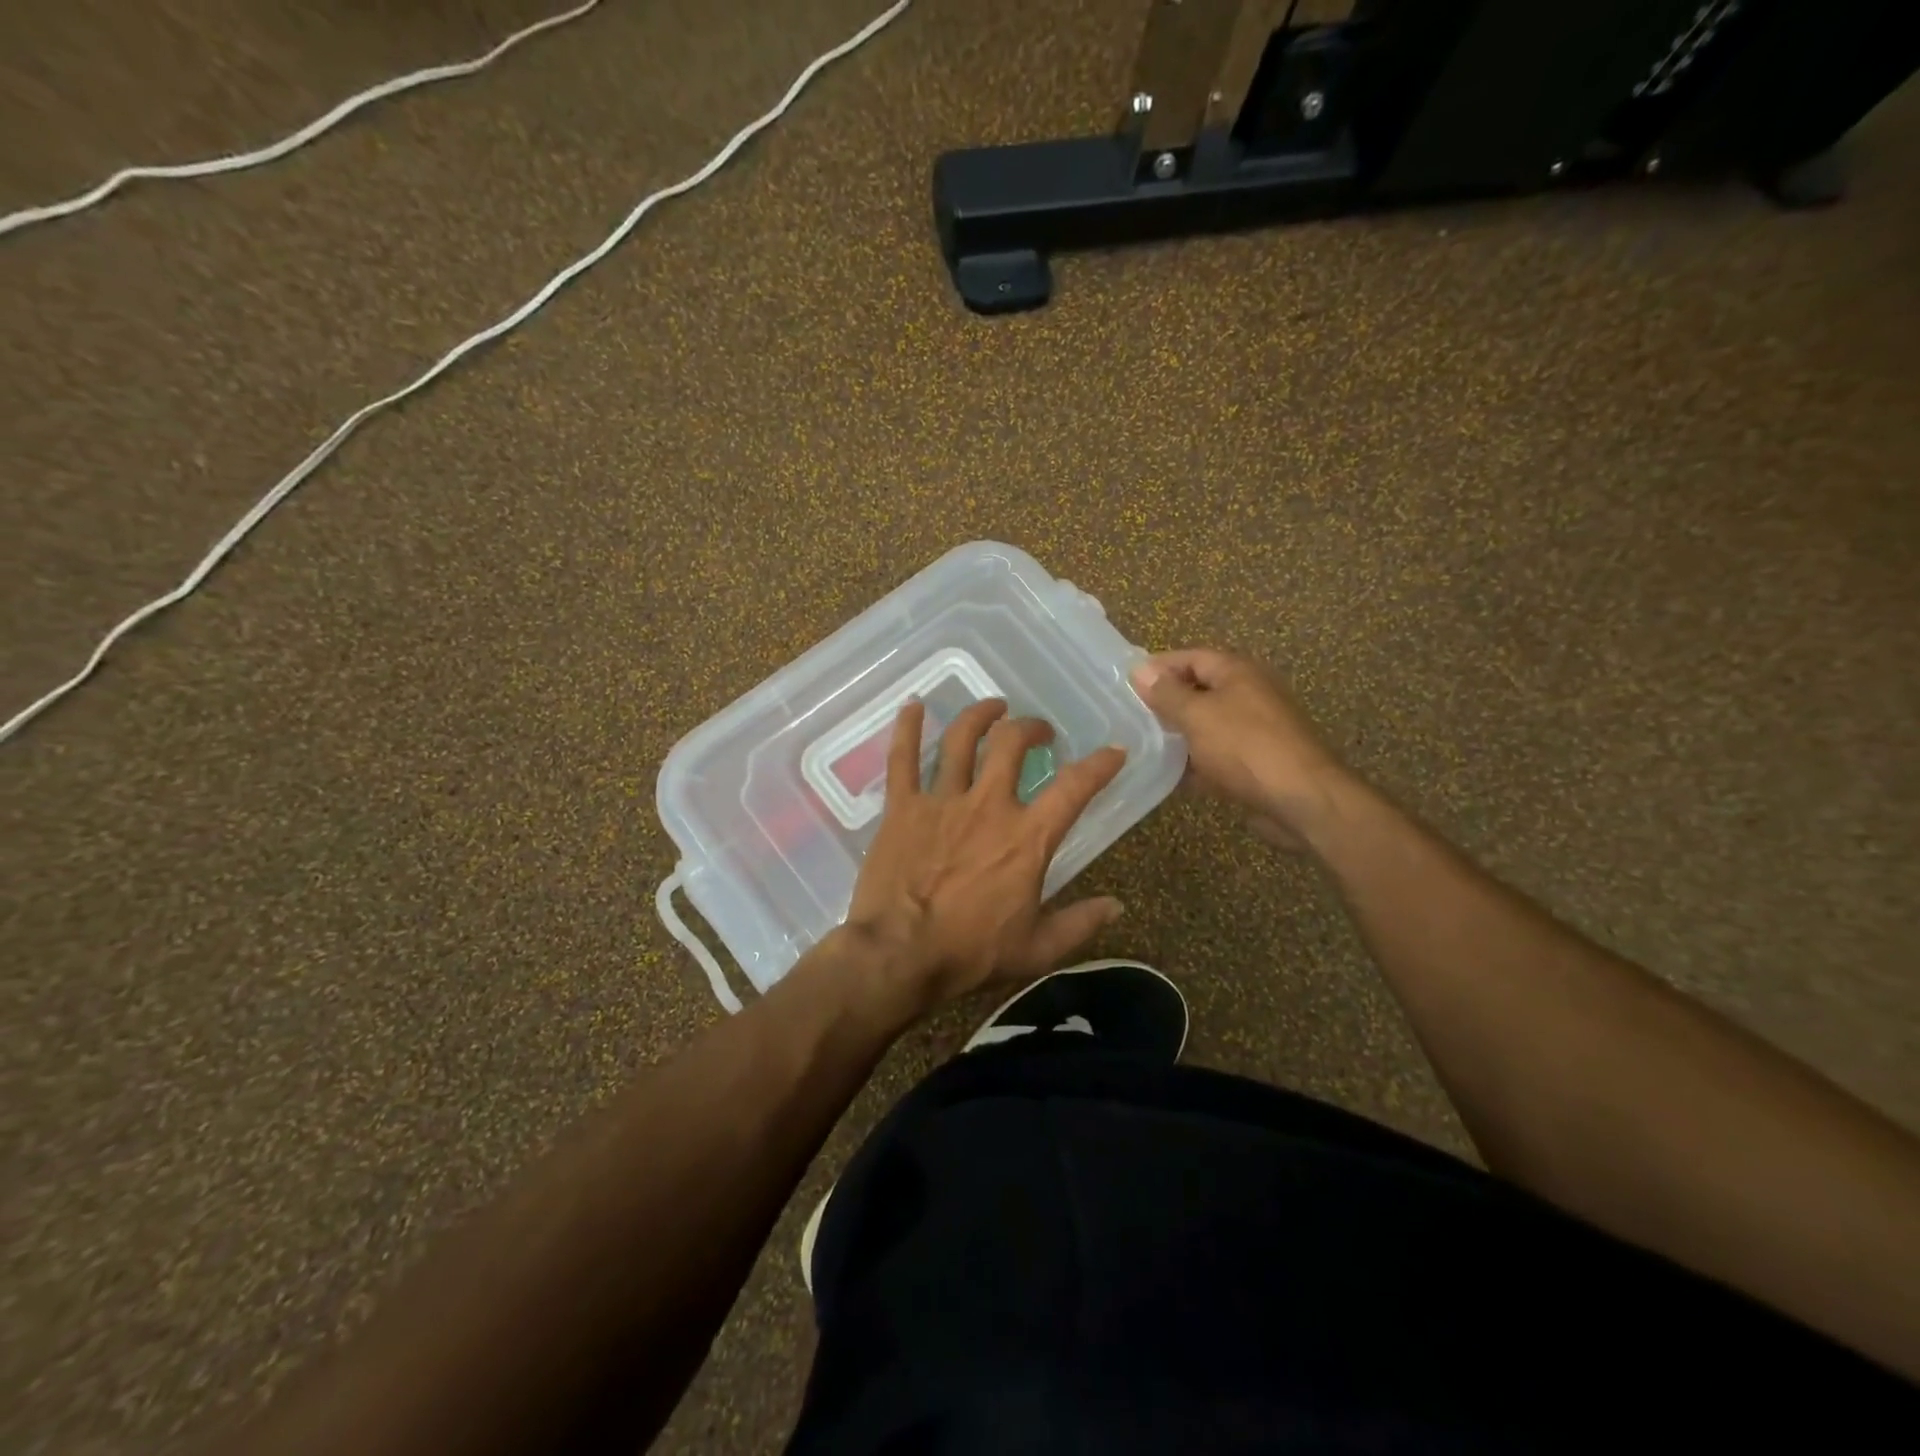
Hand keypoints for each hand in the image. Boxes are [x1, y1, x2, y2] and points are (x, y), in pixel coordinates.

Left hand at [842, 698, 1126, 1012]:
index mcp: (1027, 837)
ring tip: (993, 706)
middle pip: (1012, 744)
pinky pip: (902, 757)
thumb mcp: (1037, 949)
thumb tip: (1117, 906)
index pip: (1074, 788)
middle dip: (1030, 728)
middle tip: (1037, 731)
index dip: (1099, 765)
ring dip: (980, 715)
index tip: (1113, 751)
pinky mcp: (902, 806)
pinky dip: (907, 728)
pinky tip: (913, 707)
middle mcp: (988, 805)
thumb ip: (1080, 924)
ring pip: (962, 739)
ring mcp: (942, 800)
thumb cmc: (970, 953)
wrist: (899, 954)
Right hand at [1130, 649, 1348, 850]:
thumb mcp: (1197, 715)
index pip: (1191, 657)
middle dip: (1166, 702)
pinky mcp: (1256, 762)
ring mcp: (1255, 729)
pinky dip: (1195, 762)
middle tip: (1129, 715)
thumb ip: (1167, 694)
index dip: (1159, 667)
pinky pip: (1217, 754)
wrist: (1301, 799)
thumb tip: (1139, 670)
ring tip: (1140, 744)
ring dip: (1178, 734)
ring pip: (1207, 725)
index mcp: (1238, 673)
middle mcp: (1249, 694)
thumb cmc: (1245, 747)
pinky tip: (1169, 774)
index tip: (1126, 682)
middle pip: (1199, 690)